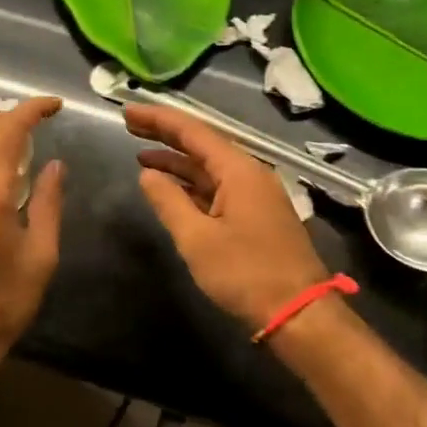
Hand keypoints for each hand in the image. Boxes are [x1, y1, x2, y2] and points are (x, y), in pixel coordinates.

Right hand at [125, 104, 330, 331]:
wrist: (299, 314)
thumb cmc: (246, 273)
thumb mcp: (197, 238)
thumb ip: (169, 201)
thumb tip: (148, 174)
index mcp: (239, 170)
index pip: (192, 131)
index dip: (158, 120)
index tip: (127, 112)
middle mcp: (250, 174)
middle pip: (202, 144)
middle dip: (165, 134)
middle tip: (130, 125)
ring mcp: (255, 195)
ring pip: (209, 168)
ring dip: (177, 161)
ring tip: (142, 156)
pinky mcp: (256, 216)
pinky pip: (218, 188)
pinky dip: (191, 184)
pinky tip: (171, 188)